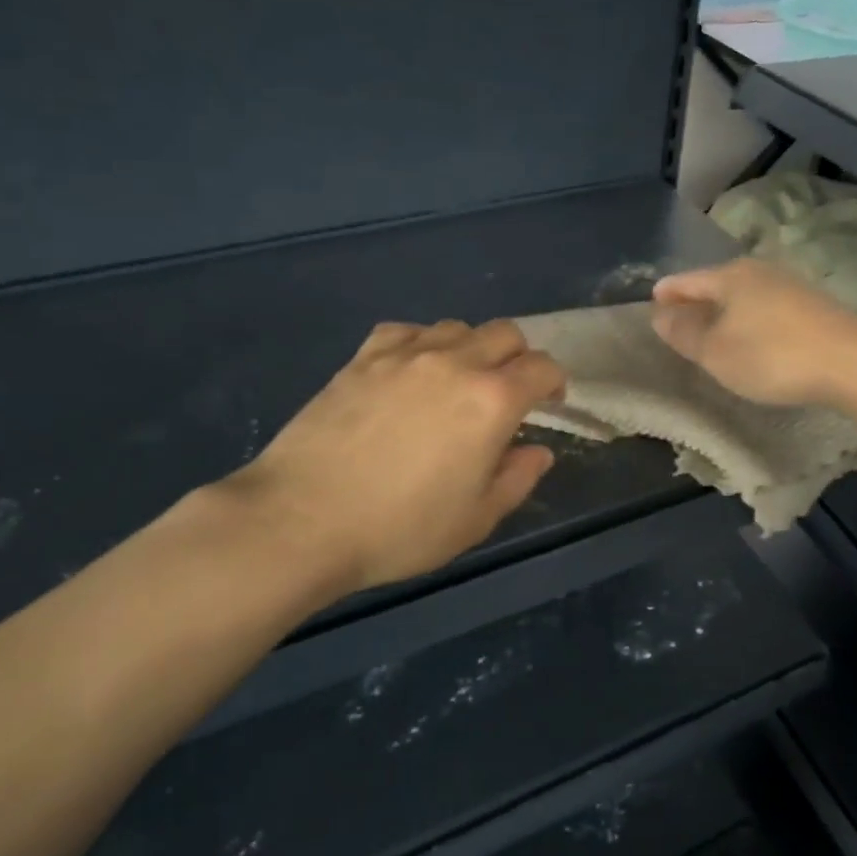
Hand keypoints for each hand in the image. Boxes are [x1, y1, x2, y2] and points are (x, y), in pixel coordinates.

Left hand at [225, 320, 565, 595]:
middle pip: (505, 333)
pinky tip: (411, 371)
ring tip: (459, 382)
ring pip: (457, 327)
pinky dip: (422, 344)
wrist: (302, 519)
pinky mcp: (362, 358)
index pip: (542, 368)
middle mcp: (455, 363)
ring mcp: (404, 355)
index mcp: (492, 401)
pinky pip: (406, 331)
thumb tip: (538, 451)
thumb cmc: (400, 528)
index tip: (549, 403)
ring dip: (472, 348)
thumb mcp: (475, 519)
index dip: (554, 383)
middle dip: (519, 358)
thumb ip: (517, 479)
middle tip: (509, 392)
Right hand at [651, 258, 856, 407]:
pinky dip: (749, 319)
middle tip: (678, 317)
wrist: (853, 363)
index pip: (688, 280)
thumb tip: (660, 315)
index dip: (668, 292)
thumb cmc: (772, 355)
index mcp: (731, 277)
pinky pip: (766, 308)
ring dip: (725, 311)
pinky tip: (751, 336)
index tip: (652, 299)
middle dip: (696, 300)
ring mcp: (791, 287)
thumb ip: (685, 333)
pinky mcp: (813, 307)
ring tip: (712, 329)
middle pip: (717, 283)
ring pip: (744, 295)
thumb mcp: (716, 351)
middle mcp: (760, 272)